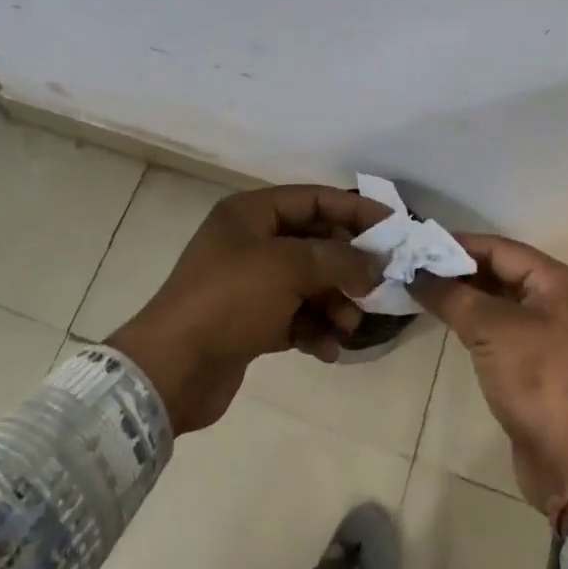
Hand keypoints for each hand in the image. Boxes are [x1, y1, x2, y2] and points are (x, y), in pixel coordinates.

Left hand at [107, 184, 390, 432]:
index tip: (394, 226)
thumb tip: (376, 264)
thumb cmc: (230, 300)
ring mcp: (250, 283)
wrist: (173, 368)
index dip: (355, 210)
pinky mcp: (250, 322)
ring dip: (334, 303)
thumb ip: (339, 259)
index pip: (314, 199)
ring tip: (348, 325)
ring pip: (308, 283)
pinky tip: (327, 350)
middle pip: (315, 243)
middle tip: (377, 286)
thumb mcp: (288, 268)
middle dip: (347, 266)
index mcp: (251, 213)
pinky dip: (314, 330)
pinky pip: (295, 316)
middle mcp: (251, 242)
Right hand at [414, 236, 567, 515]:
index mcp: (559, 282)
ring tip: (421, 289)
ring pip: (499, 301)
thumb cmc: (540, 382)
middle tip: (412, 266)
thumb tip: (416, 274)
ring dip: (463, 295)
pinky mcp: (538, 363)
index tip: (417, 243)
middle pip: (501, 272)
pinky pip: (500, 329)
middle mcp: (558, 301)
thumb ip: (453, 296)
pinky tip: (446, 319)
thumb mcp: (493, 331)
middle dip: (457, 268)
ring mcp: (550, 334)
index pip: (500, 248)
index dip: (458, 244)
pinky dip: (474, 321)